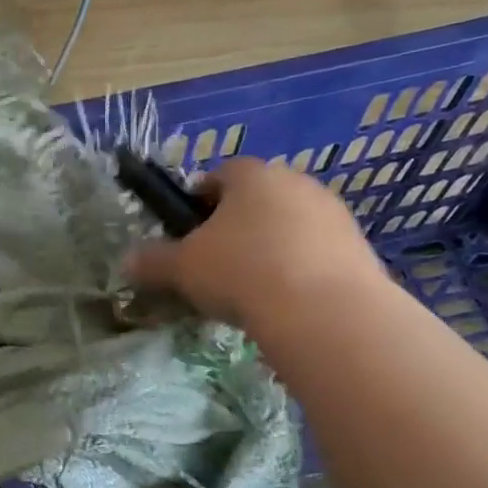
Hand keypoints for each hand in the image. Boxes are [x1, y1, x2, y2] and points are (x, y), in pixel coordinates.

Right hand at [125, 158, 386, 329]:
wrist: (324, 312)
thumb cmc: (241, 272)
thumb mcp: (182, 269)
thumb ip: (152, 261)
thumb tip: (128, 261)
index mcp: (252, 176)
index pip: (219, 175)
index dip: (198, 202)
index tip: (188, 233)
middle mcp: (296, 183)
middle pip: (257, 200)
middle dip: (236, 227)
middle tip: (216, 264)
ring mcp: (333, 214)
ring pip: (289, 226)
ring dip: (270, 249)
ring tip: (252, 290)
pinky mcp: (359, 248)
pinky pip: (317, 253)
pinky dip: (300, 271)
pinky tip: (286, 303)